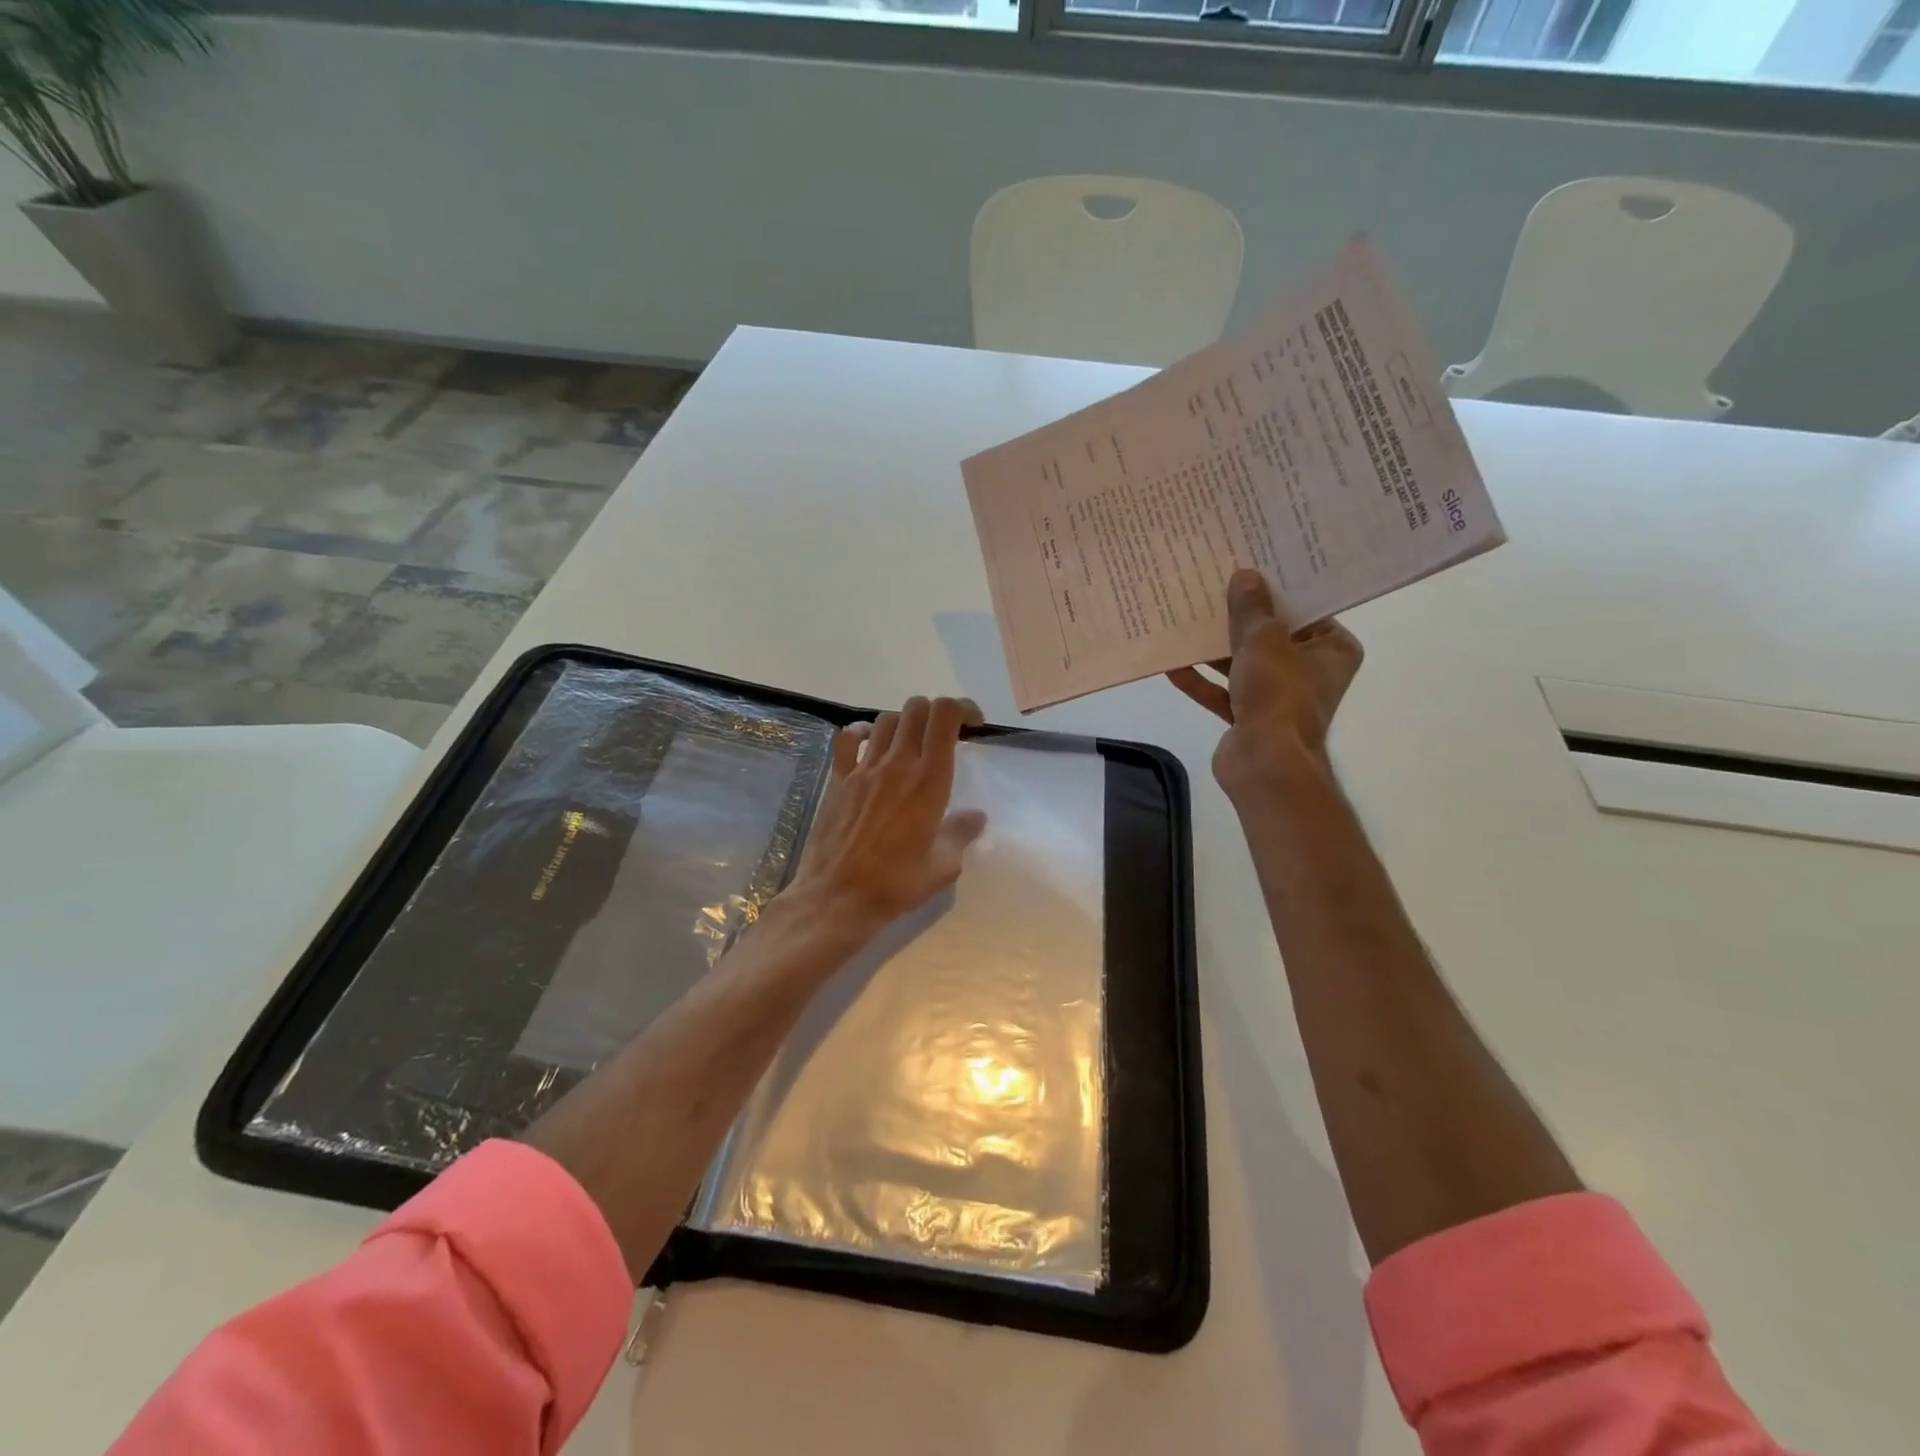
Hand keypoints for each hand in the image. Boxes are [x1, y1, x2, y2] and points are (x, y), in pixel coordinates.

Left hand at [781, 695, 988, 939]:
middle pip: (917, 709)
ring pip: (886, 719)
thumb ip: (961, 834)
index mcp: (929, 781)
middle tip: (945, 735)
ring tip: (911, 744)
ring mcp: (864, 769)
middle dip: (936, 712)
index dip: (962, 708)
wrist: (836, 897)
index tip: (972, 724)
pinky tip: (869, 744)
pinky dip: (862, 732)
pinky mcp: (838, 779)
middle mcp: (897, 764)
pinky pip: (848, 739)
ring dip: (905, 723)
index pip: (945, 716)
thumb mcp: (942, 866)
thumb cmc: (895, 884)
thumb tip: (976, 817)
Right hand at [1167, 569, 1362, 797]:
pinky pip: (1223, 691)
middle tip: (1210, 584)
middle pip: (1270, 636)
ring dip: (1214, 648)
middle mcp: (1309, 671)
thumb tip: (1245, 576)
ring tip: (1184, 618)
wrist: (1265, 764)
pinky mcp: (1249, 717)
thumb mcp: (1264, 642)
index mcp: (1331, 650)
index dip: (1276, 589)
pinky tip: (1172, 664)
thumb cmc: (1279, 696)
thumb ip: (1252, 610)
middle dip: (1237, 618)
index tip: (1249, 565)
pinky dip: (1201, 680)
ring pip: (1242, 663)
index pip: (1305, 610)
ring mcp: (1277, 696)